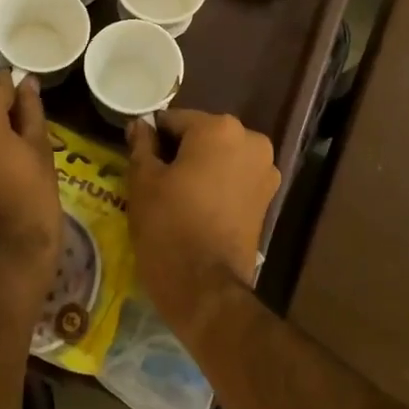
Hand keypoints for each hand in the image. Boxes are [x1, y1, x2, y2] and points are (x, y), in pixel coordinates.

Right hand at [125, 110, 278, 339]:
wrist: (206, 288)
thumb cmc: (168, 226)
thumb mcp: (143, 181)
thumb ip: (142, 145)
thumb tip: (140, 125)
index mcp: (219, 128)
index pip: (174, 120)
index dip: (153, 137)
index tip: (139, 157)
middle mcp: (251, 140)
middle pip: (202, 135)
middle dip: (180, 151)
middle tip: (155, 178)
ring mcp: (265, 170)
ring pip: (220, 156)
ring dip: (200, 167)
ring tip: (175, 195)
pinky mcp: (268, 197)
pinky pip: (234, 178)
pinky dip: (217, 184)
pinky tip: (196, 206)